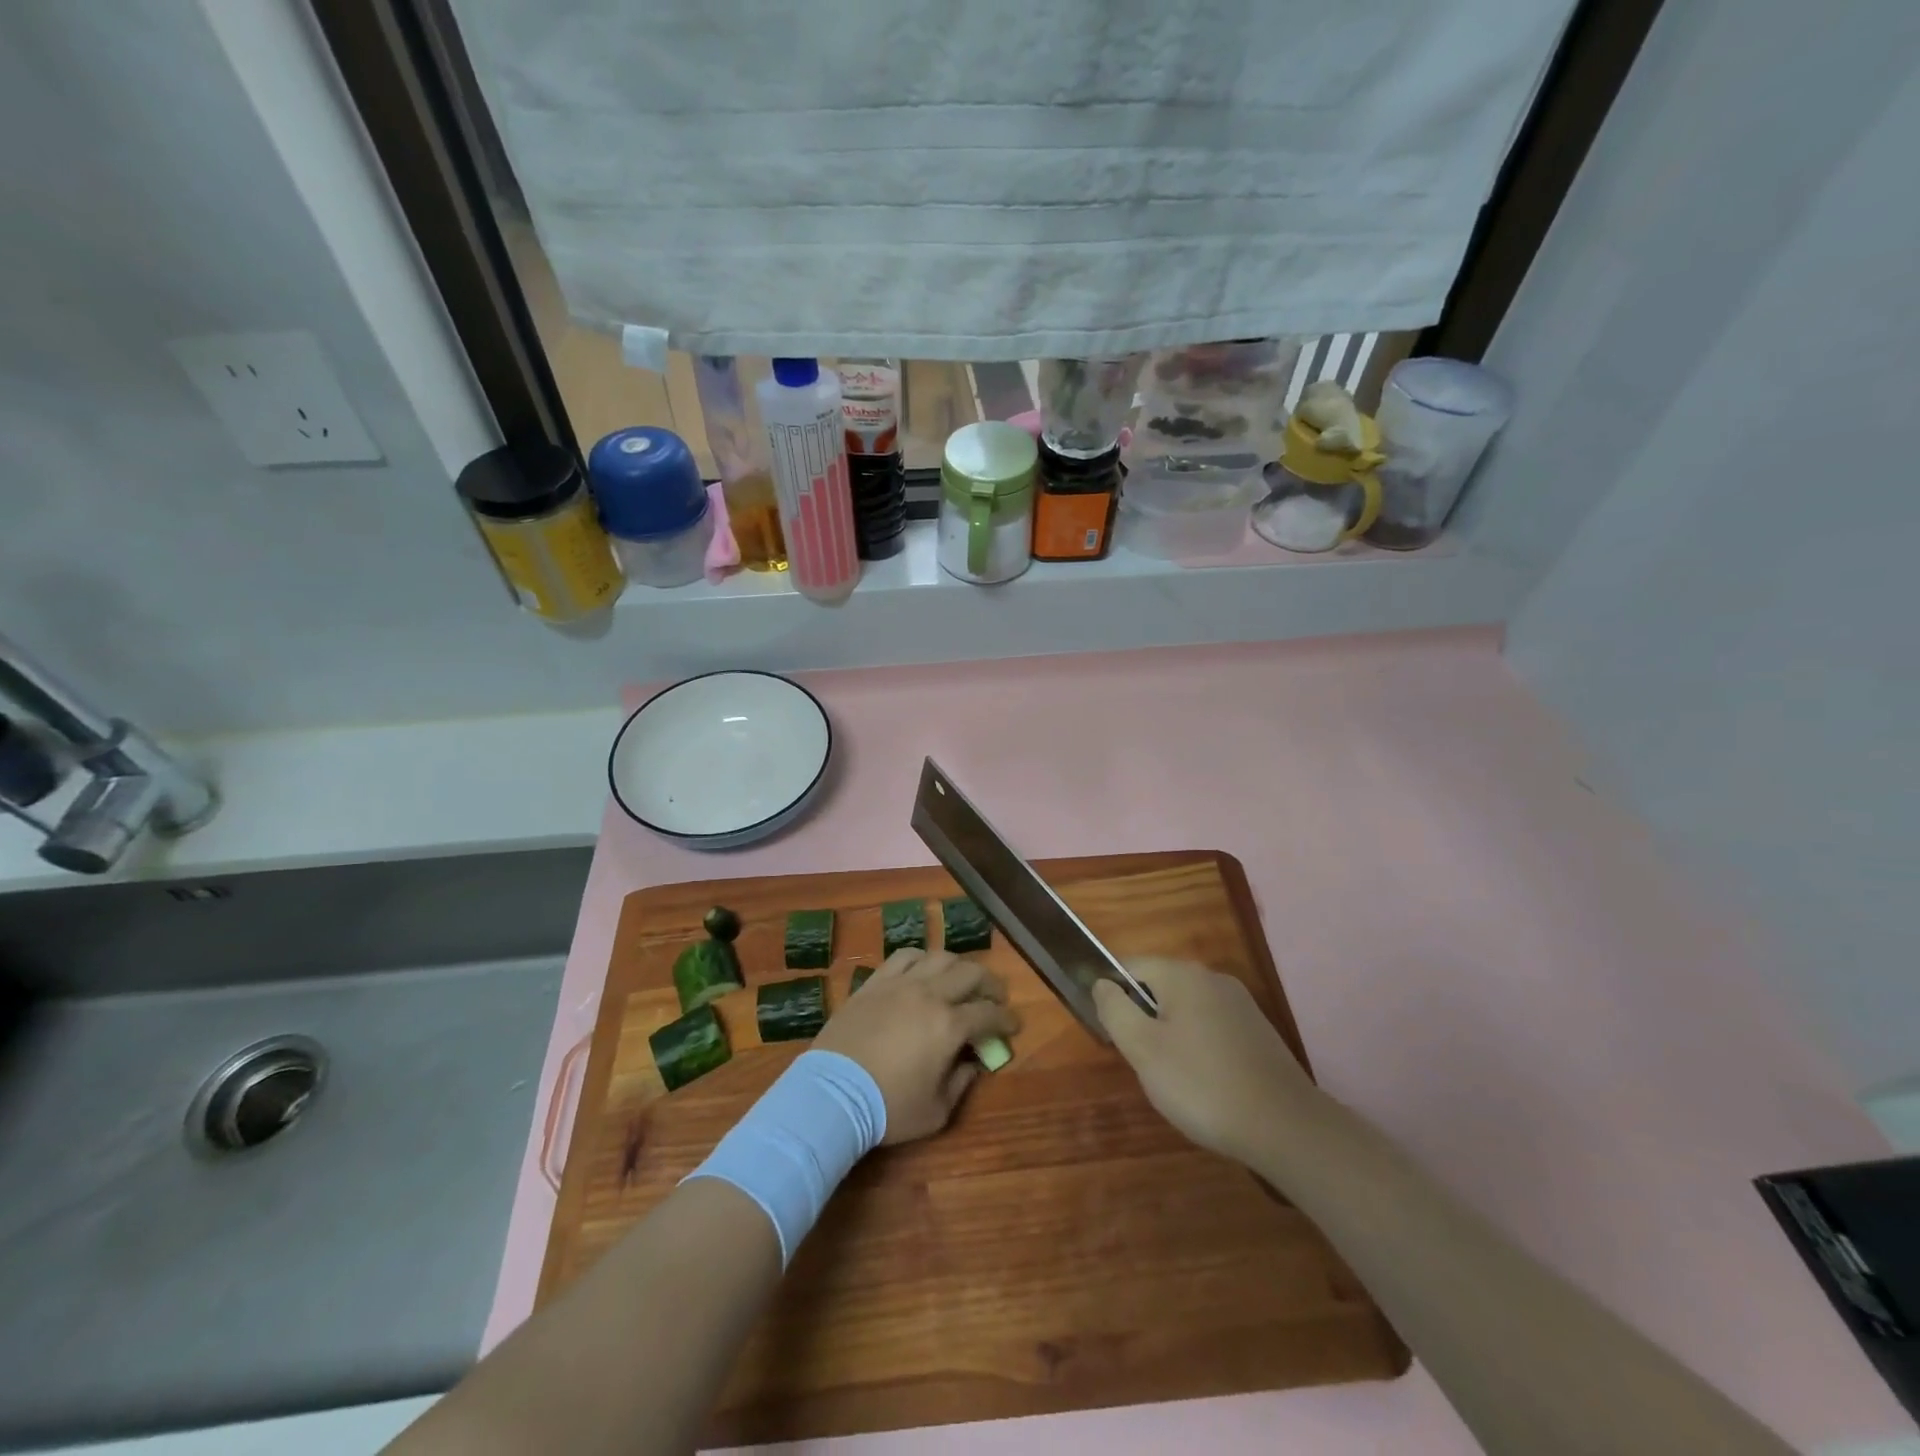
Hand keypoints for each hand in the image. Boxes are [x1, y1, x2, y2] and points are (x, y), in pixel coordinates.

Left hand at [815, 948, 1018, 1145]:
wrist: (831, 1094)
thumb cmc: (888, 1108)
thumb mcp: (936, 1112)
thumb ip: (961, 1083)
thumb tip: (973, 1064)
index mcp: (950, 1026)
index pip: (989, 1014)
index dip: (1006, 1019)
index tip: (1013, 1025)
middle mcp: (930, 994)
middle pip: (971, 973)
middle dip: (991, 984)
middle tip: (995, 997)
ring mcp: (900, 983)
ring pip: (940, 957)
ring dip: (958, 966)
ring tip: (961, 979)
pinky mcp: (875, 982)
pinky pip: (904, 956)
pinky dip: (922, 959)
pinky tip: (923, 969)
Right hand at [1093, 957, 1322, 1164]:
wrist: (1286, 1127)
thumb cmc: (1202, 1084)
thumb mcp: (1142, 1048)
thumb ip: (1114, 1009)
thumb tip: (1102, 983)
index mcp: (1182, 973)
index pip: (1130, 966)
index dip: (1111, 994)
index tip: (1111, 1033)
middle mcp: (1212, 977)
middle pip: (1159, 987)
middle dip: (1143, 1019)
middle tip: (1141, 1062)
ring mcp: (1240, 1003)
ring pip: (1185, 1009)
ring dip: (1170, 1035)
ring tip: (1172, 1078)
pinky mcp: (1257, 1031)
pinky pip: (1211, 1027)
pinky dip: (1198, 1048)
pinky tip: (1205, 1083)